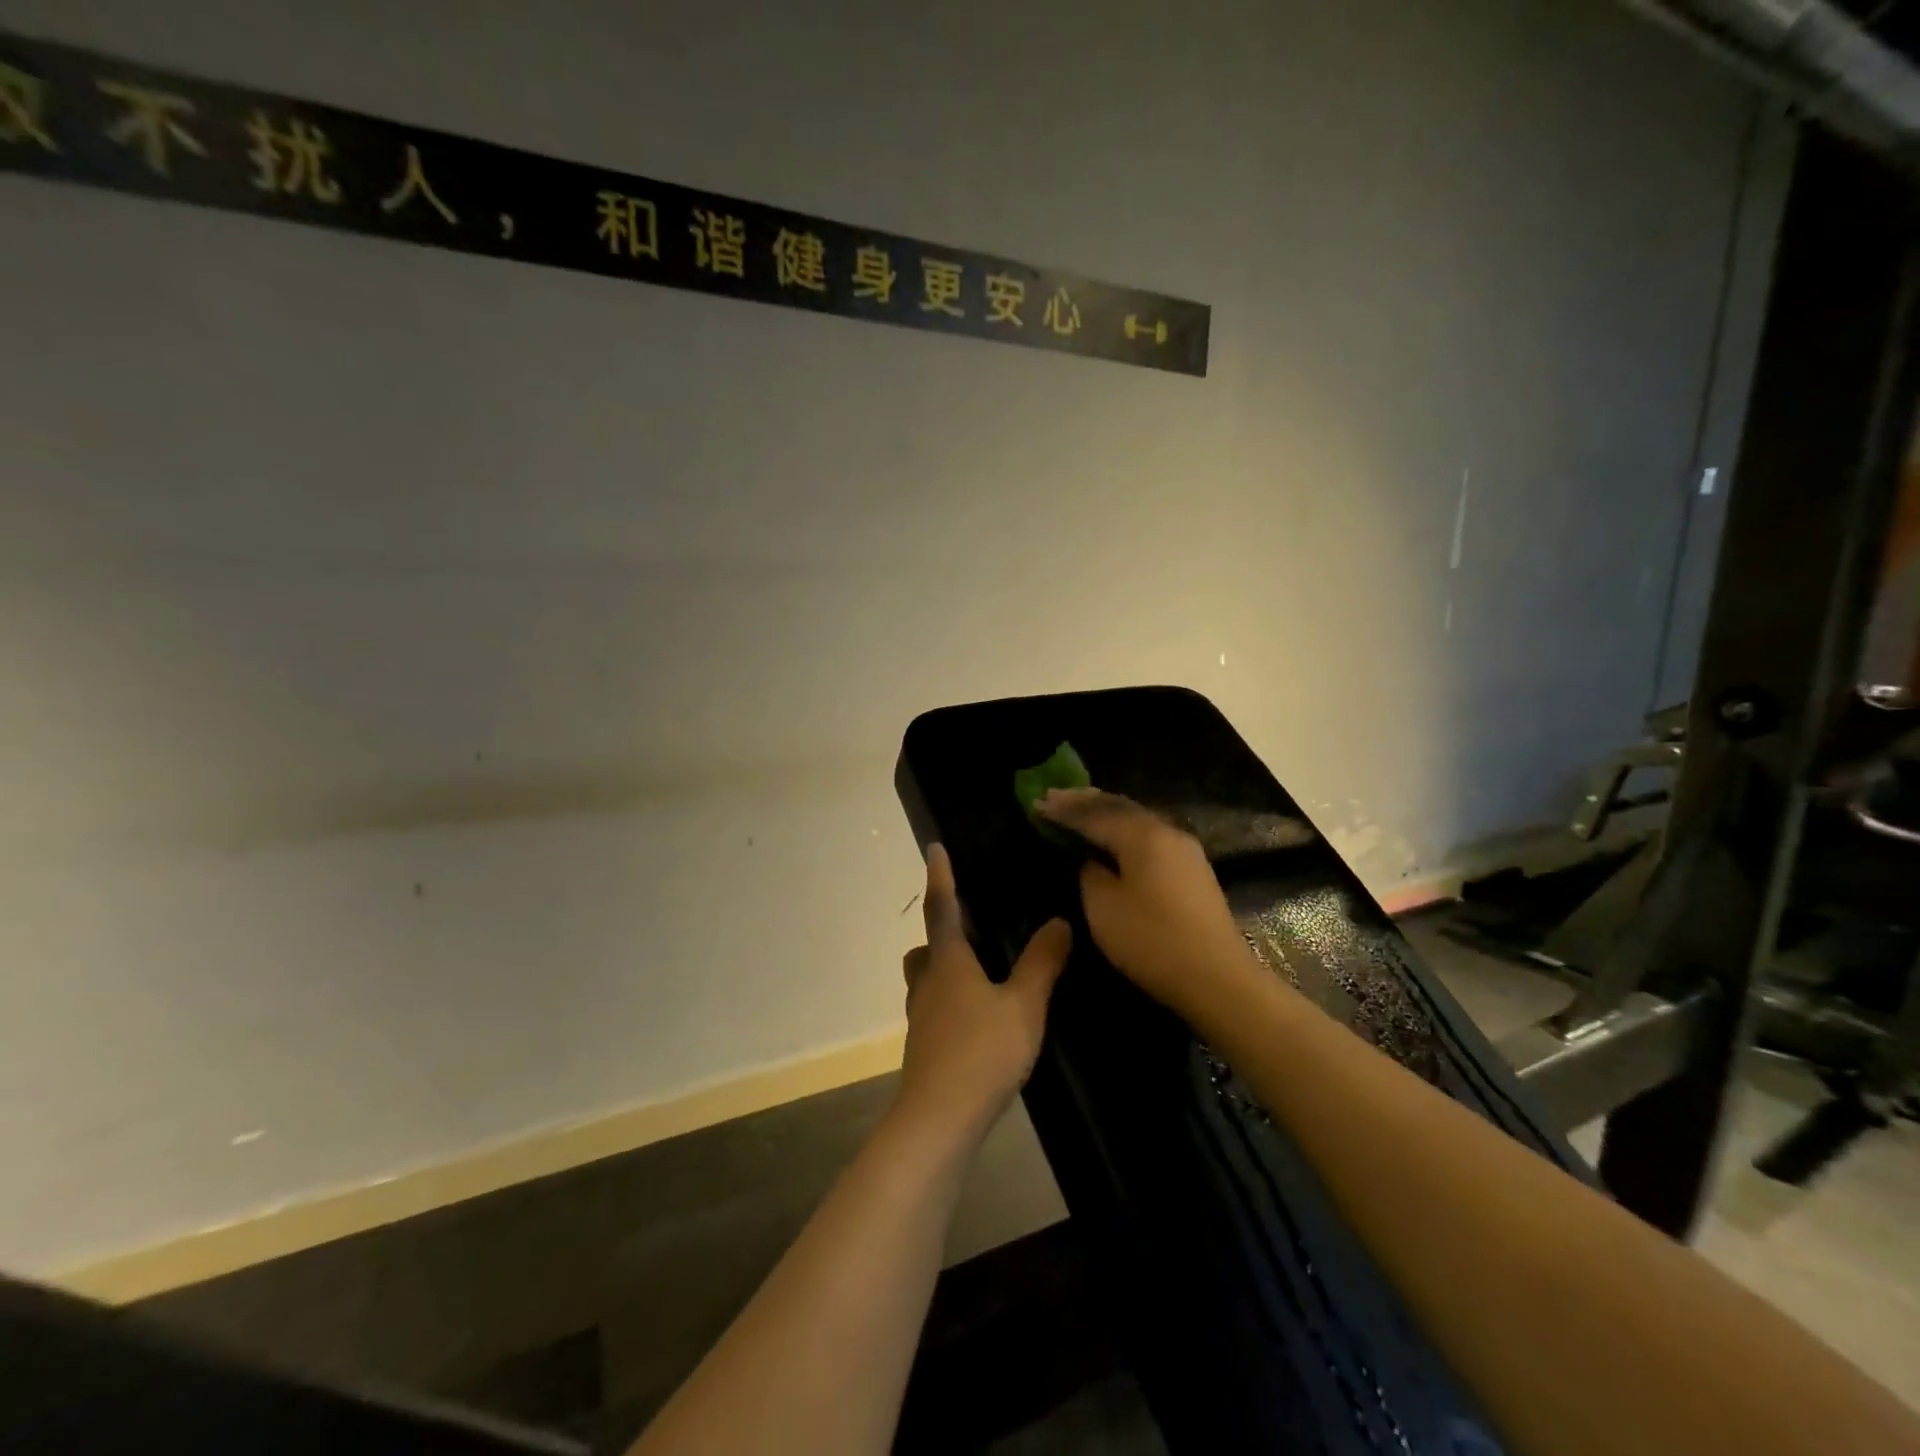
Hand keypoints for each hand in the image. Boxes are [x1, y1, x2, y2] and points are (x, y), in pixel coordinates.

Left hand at [897, 845, 1070, 1138]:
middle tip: (970, 925)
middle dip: (941, 931)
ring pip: (927, 980)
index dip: (940, 876)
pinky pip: (935, 1008)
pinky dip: (952, 1000)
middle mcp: (928, 983)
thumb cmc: (981, 1052)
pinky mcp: (924, 1047)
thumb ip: (1042, 962)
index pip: (941, 908)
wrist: (939, 1119)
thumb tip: (1059, 921)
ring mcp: (921, 1017)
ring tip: (981, 972)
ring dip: (945, 968)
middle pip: (926, 947)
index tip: (933, 847)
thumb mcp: (1023, 1005)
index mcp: (948, 962)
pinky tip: (979, 1017)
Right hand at [1037, 788, 1252, 1018]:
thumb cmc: (1151, 940)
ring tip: (1080, 809)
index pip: (1094, 813)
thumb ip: (1090, 873)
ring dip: (1106, 812)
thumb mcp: (1103, 907)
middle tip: (1055, 796)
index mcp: (1142, 835)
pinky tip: (1114, 835)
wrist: (1217, 978)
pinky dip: (1124, 829)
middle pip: (1119, 806)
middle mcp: (1166, 831)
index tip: (1037, 802)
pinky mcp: (1193, 869)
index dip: (1064, 809)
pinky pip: (1149, 835)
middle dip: (1085, 801)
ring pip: (1137, 818)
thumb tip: (1092, 859)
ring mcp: (1185, 849)